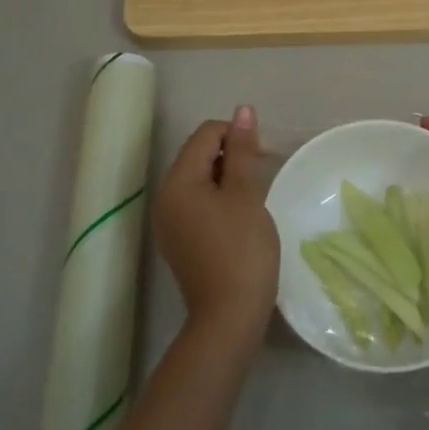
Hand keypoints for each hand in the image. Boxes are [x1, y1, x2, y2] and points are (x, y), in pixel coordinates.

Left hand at [155, 106, 278, 348]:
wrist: (228, 318)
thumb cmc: (241, 250)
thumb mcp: (246, 194)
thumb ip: (243, 150)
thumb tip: (243, 110)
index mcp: (177, 182)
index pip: (205, 134)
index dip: (236, 134)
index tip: (263, 156)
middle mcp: (165, 198)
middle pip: (198, 155)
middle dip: (231, 155)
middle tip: (262, 174)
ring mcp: (169, 222)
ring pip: (199, 180)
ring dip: (227, 178)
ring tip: (254, 196)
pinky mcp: (179, 241)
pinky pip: (197, 204)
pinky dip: (219, 199)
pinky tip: (240, 217)